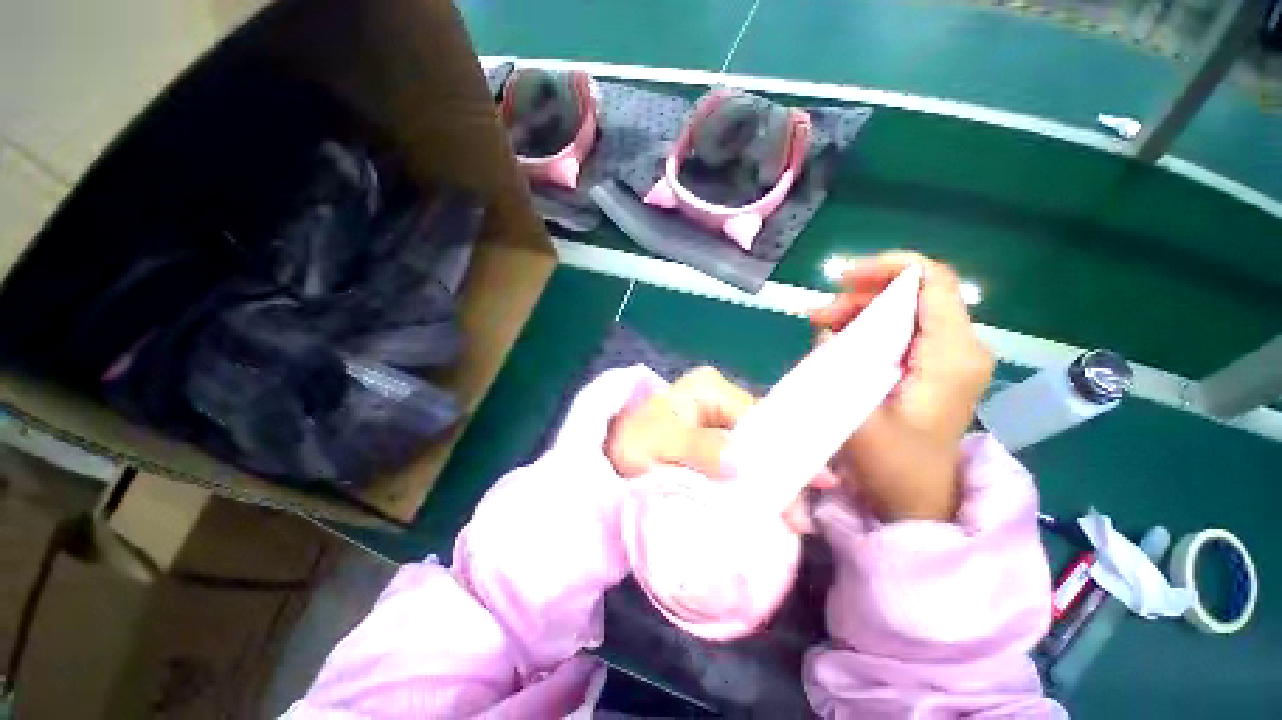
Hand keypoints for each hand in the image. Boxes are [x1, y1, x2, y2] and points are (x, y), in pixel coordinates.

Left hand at [605, 366, 831, 532]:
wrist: (611, 451)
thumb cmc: (631, 442)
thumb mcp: (656, 443)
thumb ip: (696, 448)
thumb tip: (740, 462)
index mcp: (710, 389)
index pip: (757, 418)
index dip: (779, 453)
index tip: (806, 487)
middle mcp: (721, 399)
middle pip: (762, 435)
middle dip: (782, 472)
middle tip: (801, 517)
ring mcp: (720, 420)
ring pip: (756, 451)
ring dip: (772, 483)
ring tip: (794, 520)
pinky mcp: (715, 442)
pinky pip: (743, 462)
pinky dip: (755, 484)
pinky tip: (771, 507)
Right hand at [811, 251, 993, 521]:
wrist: (917, 497)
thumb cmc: (891, 464)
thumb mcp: (858, 414)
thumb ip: (841, 364)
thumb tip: (827, 331)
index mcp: (951, 355)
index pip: (933, 281)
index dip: (889, 267)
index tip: (842, 279)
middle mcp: (960, 347)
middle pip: (916, 291)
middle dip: (863, 294)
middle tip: (820, 315)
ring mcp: (949, 356)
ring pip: (906, 308)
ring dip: (860, 310)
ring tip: (822, 326)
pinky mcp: (934, 365)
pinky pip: (903, 329)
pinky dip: (868, 327)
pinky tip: (838, 340)